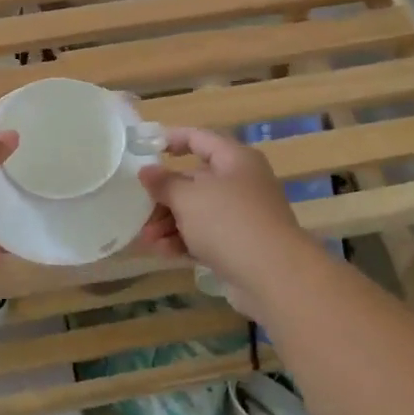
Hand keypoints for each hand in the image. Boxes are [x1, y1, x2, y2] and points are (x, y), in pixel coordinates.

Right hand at [137, 127, 317, 307]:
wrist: (274, 276)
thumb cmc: (228, 222)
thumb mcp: (188, 198)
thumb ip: (164, 183)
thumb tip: (147, 171)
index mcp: (234, 159)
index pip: (199, 138)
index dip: (172, 139)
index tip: (144, 147)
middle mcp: (241, 183)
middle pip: (195, 180)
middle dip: (164, 196)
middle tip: (138, 209)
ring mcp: (243, 215)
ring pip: (198, 211)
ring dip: (169, 222)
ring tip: (147, 239)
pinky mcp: (241, 245)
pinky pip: (206, 236)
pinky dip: (185, 240)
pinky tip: (163, 252)